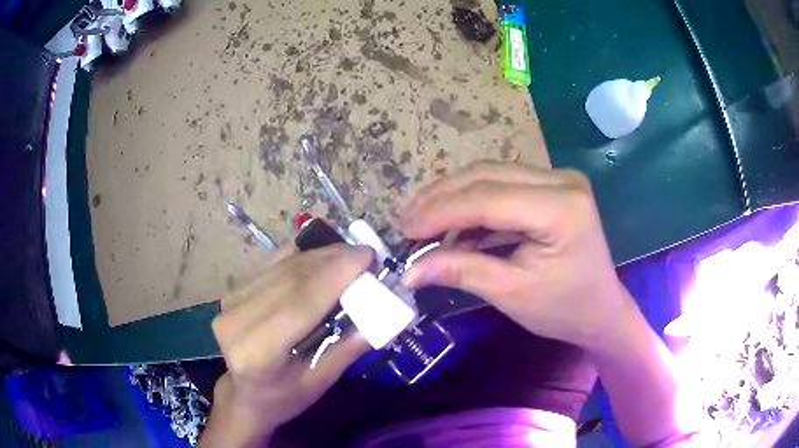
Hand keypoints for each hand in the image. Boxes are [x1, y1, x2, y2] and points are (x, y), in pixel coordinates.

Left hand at [202, 245, 372, 445]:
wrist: (242, 395)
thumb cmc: (282, 398)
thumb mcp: (318, 383)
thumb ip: (347, 349)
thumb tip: (383, 314)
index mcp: (257, 352)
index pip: (300, 302)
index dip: (335, 274)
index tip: (369, 256)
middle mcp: (237, 320)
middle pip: (291, 277)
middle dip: (333, 259)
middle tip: (366, 256)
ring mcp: (230, 302)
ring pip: (282, 266)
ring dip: (319, 256)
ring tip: (349, 258)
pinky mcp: (233, 292)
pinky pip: (273, 265)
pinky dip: (302, 259)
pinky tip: (321, 262)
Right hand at [400, 161, 633, 351]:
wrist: (601, 310)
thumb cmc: (563, 309)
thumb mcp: (511, 294)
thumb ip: (462, 271)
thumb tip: (410, 270)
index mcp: (561, 208)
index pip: (487, 198)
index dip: (439, 211)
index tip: (403, 229)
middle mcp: (561, 180)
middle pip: (485, 175)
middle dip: (440, 198)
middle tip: (405, 221)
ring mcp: (558, 178)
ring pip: (489, 174)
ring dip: (452, 196)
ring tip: (420, 220)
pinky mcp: (551, 186)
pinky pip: (502, 184)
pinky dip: (472, 202)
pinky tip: (450, 222)